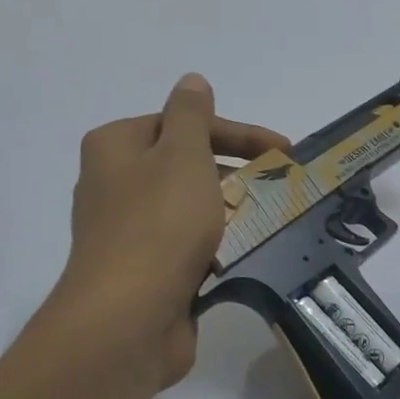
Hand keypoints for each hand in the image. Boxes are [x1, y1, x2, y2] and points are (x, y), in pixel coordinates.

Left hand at [49, 74, 285, 391]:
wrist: (129, 316)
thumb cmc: (159, 225)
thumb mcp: (182, 156)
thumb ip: (191, 116)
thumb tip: (191, 82)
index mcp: (116, 147)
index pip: (182, 123)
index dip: (236, 133)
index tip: (284, 150)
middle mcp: (115, 184)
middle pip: (186, 165)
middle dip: (235, 172)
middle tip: (281, 185)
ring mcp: (128, 231)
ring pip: (190, 208)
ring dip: (230, 210)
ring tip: (271, 218)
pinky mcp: (145, 270)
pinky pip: (189, 246)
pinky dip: (217, 245)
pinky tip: (245, 253)